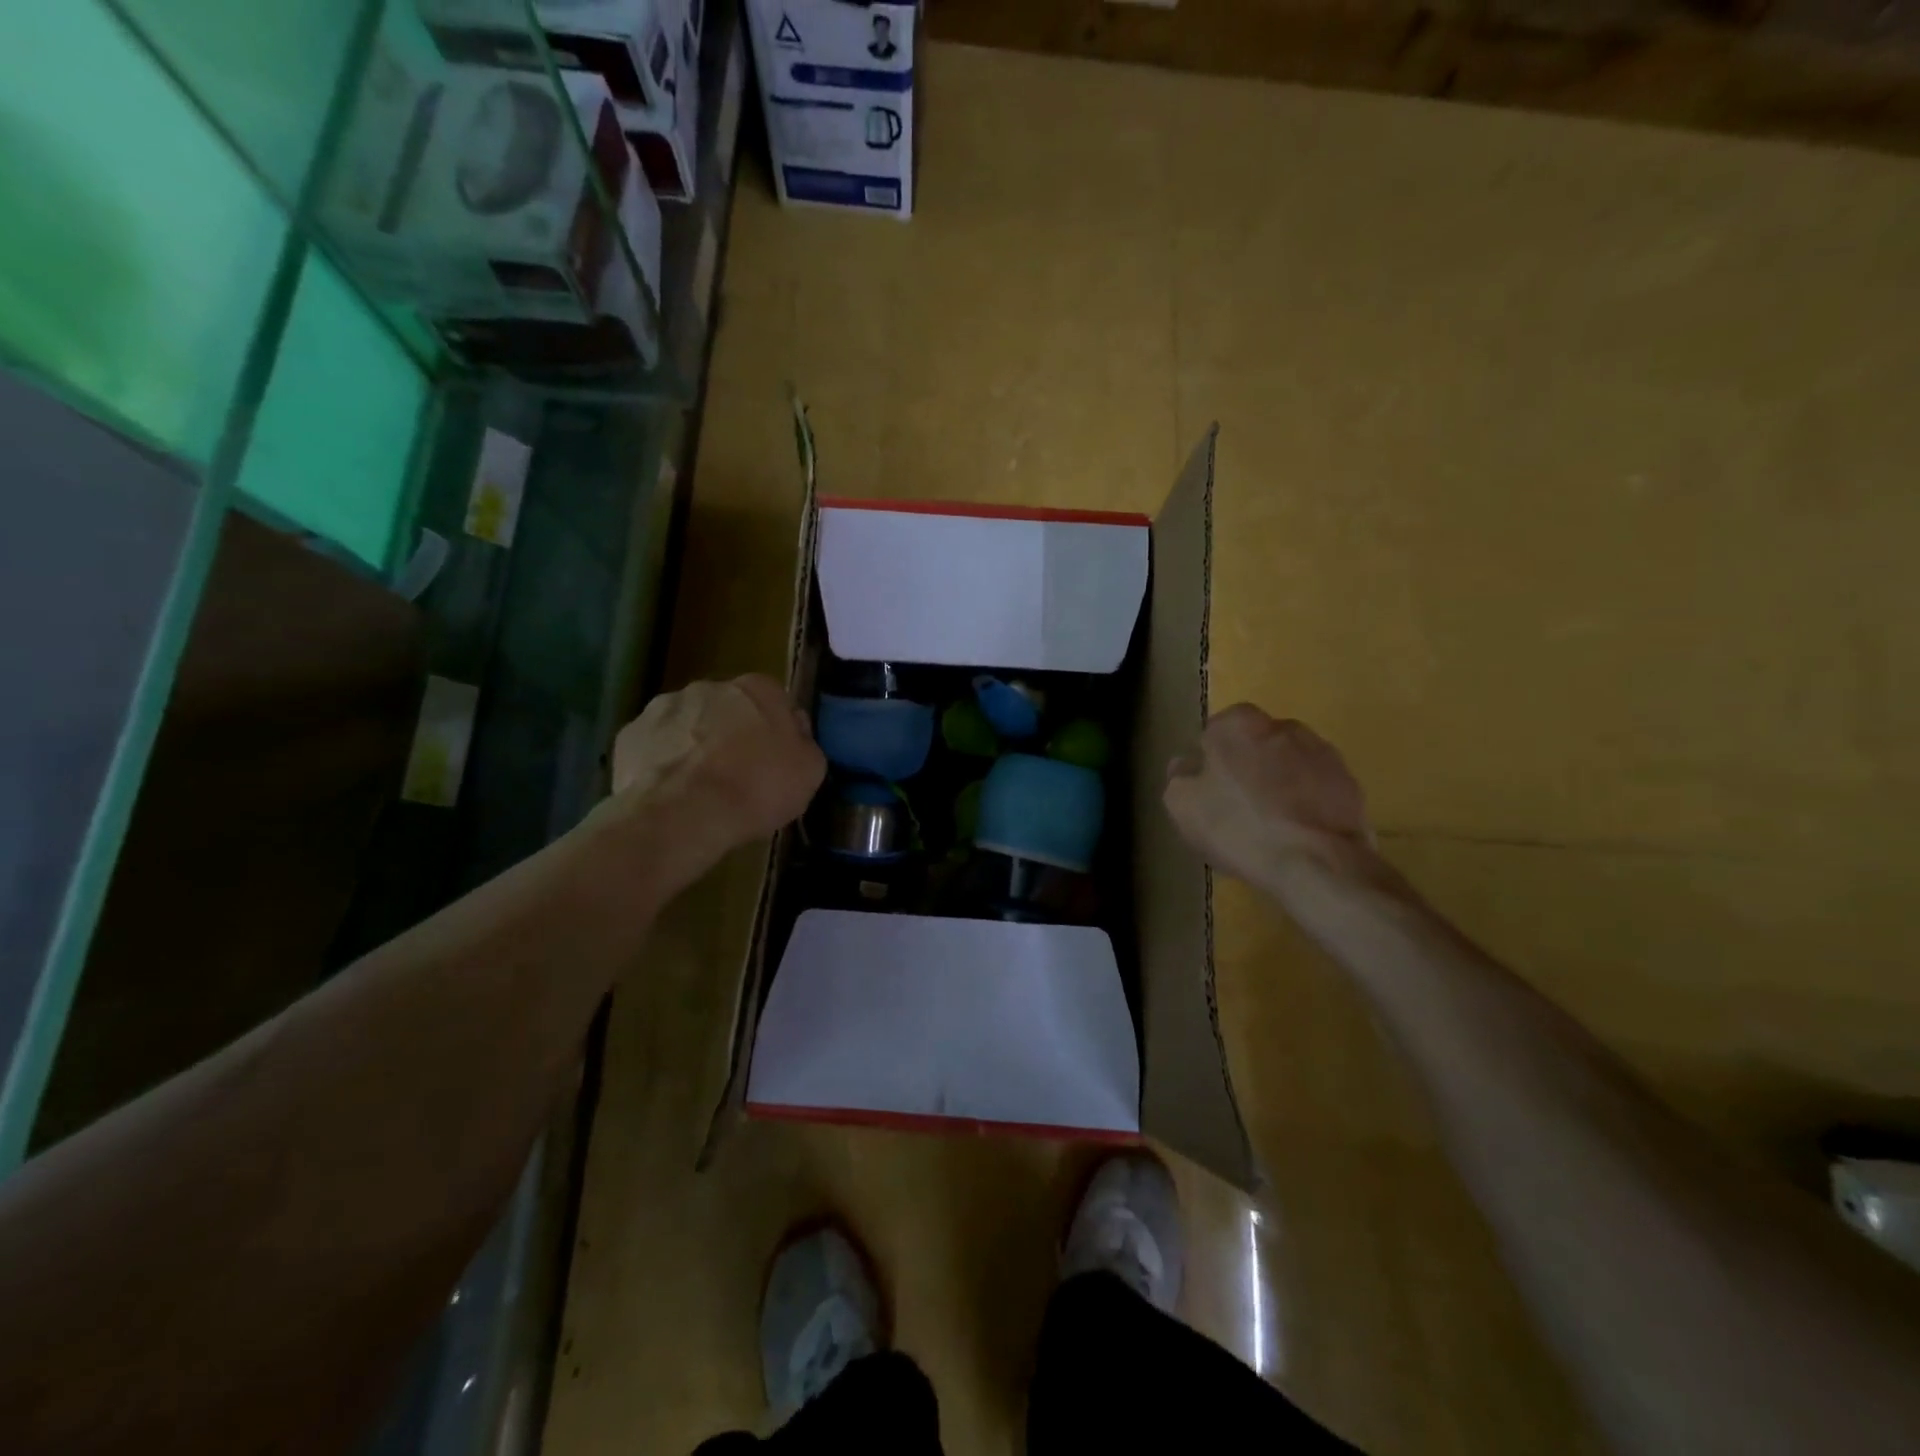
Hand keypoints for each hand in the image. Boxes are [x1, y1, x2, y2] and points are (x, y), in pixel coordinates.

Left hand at [610, 675, 824, 850]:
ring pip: (687, 724)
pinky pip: (654, 747)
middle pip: (727, 708)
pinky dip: (662, 764)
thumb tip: (794, 733)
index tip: (777, 760)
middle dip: (731, 734)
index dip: (776, 730)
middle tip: (738, 775)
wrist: (684, 813)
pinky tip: (670, 795)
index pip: (774, 700)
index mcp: (758, 689)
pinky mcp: (629, 734)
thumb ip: (804, 744)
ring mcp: (663, 706)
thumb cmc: (757, 788)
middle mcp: (710, 686)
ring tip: (700, 789)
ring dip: (694, 746)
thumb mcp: (809, 772)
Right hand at [1163, 705, 1374, 886]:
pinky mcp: (1350, 783)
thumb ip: (1179, 775)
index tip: (1209, 793)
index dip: (1209, 764)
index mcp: (1238, 723)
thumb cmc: (1237, 826)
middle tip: (1236, 810)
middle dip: (1247, 770)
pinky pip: (1315, 790)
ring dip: (1278, 787)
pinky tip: (1296, 836)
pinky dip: (1305, 806)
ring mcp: (1322, 753)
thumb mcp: (1181, 804)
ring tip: (1270, 828)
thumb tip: (1187, 765)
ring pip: (1287, 767)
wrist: (1316, 863)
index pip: (1214, 733)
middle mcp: (1283, 726)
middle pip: (1254, 747)